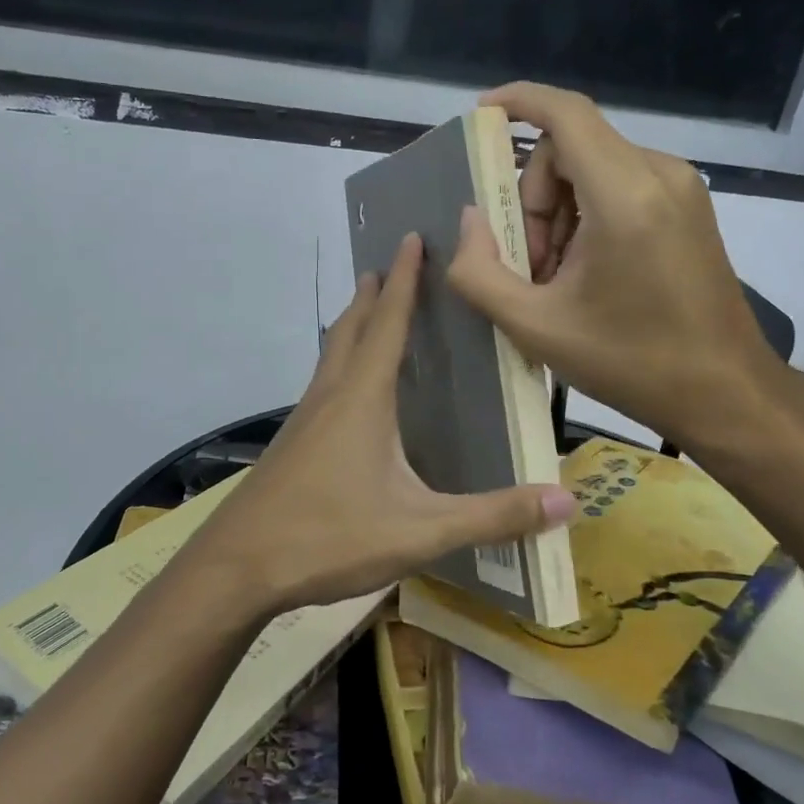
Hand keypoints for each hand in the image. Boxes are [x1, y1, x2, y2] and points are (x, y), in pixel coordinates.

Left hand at [187, 233, 575, 616]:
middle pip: (351, 329)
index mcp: (362, 399)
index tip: (411, 237)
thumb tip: (566, 505)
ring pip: (331, 356)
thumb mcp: (420, 531)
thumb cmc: (329, 537)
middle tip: (391, 264)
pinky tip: (350, 395)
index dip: (405, 280)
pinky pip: (323, 386)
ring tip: (371, 312)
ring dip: (353, 326)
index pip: (388, 323)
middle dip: (374, 294)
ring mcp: (304, 420)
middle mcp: (330, 397)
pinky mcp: (291, 445)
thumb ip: (492, 517)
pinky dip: (341, 365)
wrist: (237, 566)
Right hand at [446, 81, 788, 449]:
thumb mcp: (535, 327)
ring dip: (559, 213)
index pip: (566, 114)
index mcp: (625, 196)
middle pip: (571, 148)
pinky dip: (588, 217)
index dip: (518, 102)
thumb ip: (480, 273)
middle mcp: (659, 174)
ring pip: (594, 168)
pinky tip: (586, 273)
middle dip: (533, 198)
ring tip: (557, 279)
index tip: (481, 117)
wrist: (725, 393)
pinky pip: (620, 186)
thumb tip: (469, 220)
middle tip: (529, 265)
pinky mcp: (689, 207)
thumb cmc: (631, 362)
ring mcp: (681, 189)